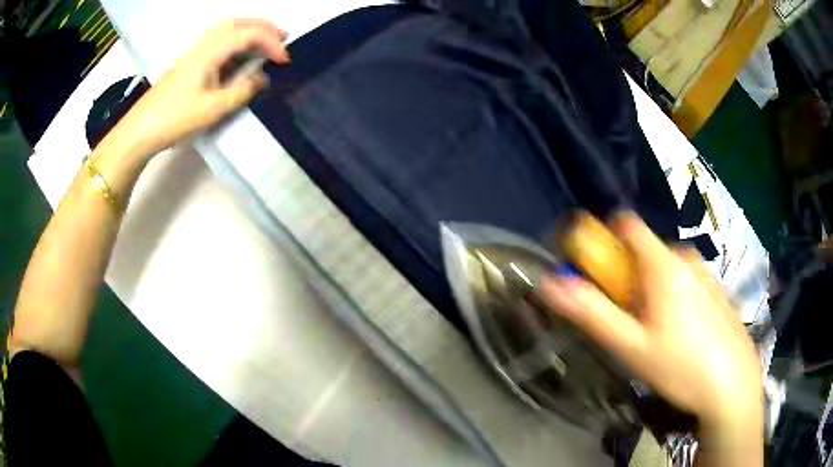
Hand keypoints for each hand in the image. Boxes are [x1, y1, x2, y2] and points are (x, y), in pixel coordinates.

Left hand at [114, 19, 289, 158]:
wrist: (141, 130)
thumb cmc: (175, 118)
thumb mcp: (213, 109)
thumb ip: (242, 91)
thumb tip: (261, 79)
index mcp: (210, 52)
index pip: (248, 35)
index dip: (271, 42)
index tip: (285, 61)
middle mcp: (203, 45)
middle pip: (238, 22)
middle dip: (263, 27)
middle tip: (282, 39)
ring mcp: (194, 52)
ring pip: (227, 29)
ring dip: (249, 31)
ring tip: (265, 43)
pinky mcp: (189, 62)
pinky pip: (218, 42)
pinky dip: (236, 41)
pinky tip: (240, 57)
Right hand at [541, 214, 762, 448]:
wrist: (733, 385)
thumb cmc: (681, 367)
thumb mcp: (631, 347)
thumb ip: (591, 313)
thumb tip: (550, 282)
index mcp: (664, 265)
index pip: (627, 225)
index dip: (605, 237)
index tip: (596, 270)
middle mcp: (686, 259)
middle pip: (645, 251)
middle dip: (628, 277)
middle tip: (628, 320)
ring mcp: (706, 274)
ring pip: (666, 269)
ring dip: (651, 289)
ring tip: (655, 333)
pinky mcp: (717, 291)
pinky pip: (685, 281)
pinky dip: (673, 297)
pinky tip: (682, 336)